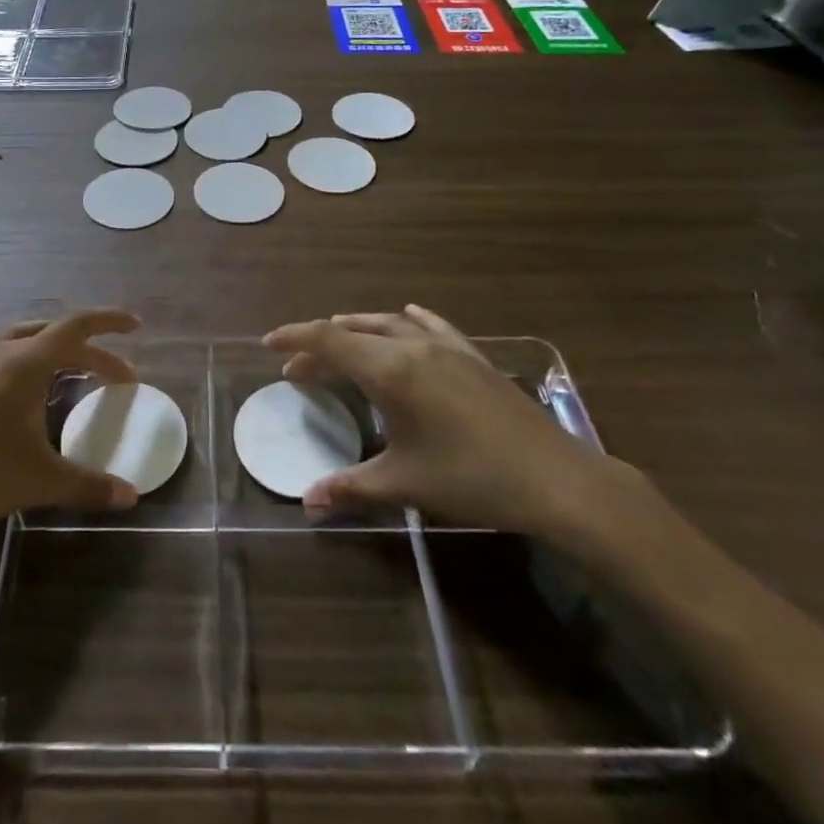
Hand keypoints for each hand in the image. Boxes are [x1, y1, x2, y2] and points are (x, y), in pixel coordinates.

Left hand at [0, 310, 142, 543]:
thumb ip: (88, 485)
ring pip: (12, 338)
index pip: (77, 327)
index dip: (109, 322)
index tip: (135, 326)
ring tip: (59, 362)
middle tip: (112, 374)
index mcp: (24, 364)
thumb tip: (132, 496)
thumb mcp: (38, 482)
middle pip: (51, 335)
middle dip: (87, 349)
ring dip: (42, 345)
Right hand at [263, 305, 625, 536]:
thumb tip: (307, 501)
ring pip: (388, 324)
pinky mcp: (472, 355)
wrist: (555, 479)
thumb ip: (351, 486)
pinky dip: (405, 323)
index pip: (328, 340)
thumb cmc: (471, 479)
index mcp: (390, 370)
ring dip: (357, 331)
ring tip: (339, 345)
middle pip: (353, 332)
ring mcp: (446, 346)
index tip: (269, 344)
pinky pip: (429, 325)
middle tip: (298, 370)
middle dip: (320, 346)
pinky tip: (405, 321)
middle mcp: (412, 346)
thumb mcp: (405, 483)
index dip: (295, 338)